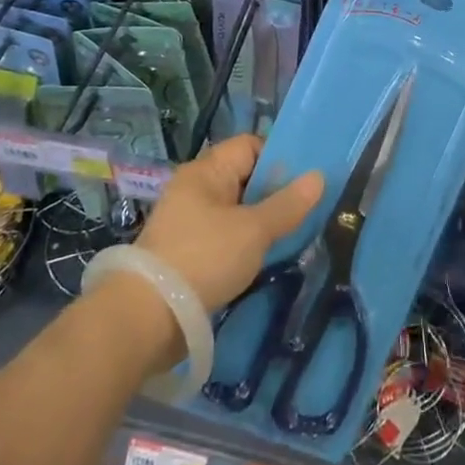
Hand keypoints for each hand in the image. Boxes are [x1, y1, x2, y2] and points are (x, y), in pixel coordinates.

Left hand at [136, 135, 323, 314]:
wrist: (146, 319)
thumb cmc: (204, 258)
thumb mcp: (254, 231)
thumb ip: (287, 204)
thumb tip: (319, 176)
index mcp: (206, 170)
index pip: (250, 146)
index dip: (279, 158)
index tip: (305, 181)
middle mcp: (195, 189)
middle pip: (244, 178)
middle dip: (274, 193)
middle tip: (306, 212)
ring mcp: (187, 221)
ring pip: (236, 210)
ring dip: (260, 222)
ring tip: (291, 237)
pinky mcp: (185, 253)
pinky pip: (224, 236)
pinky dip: (244, 244)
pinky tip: (263, 259)